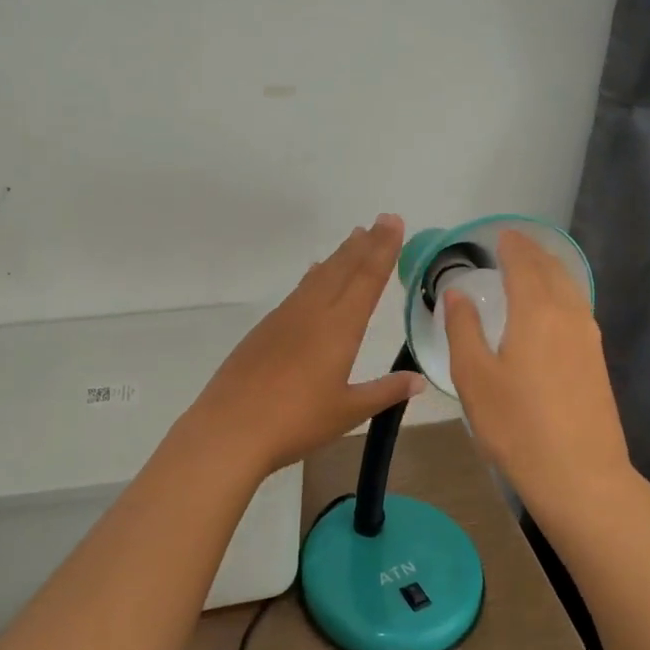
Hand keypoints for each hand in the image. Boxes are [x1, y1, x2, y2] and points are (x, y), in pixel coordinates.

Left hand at [188, 214, 426, 478]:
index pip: (367, 280)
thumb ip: (384, 392)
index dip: (383, 250)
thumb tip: (419, 380)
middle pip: (342, 269)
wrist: (230, 428)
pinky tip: (313, 275)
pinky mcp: (264, 329)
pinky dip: (313, 276)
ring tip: (353, 239)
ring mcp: (284, 318)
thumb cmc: (296, 422)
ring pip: (318, 276)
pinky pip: (298, 291)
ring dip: (339, 256)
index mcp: (338, 328)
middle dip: (364, 244)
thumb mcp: (347, 411)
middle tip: (380, 221)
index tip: (393, 223)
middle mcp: (312, 313)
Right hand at [442, 229, 646, 522]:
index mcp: (536, 311)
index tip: (498, 234)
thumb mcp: (474, 377)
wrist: (580, 475)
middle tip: (512, 244)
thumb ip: (463, 328)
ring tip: (530, 267)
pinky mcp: (597, 360)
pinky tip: (550, 308)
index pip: (524, 263)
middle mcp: (568, 314)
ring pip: (570, 288)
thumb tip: (458, 292)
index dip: (511, 245)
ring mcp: (588, 338)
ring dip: (550, 270)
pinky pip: (578, 307)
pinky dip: (561, 292)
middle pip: (552, 269)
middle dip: (532, 252)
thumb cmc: (516, 425)